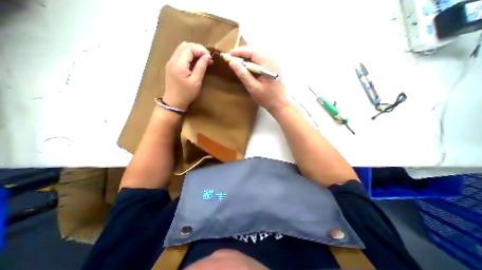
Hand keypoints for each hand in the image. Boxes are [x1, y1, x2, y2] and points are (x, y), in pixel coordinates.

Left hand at [163, 41, 211, 109]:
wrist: (174, 102)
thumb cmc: (186, 94)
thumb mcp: (196, 82)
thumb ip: (201, 67)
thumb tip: (207, 56)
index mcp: (179, 64)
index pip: (189, 48)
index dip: (201, 50)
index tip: (210, 57)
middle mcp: (173, 60)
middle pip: (185, 46)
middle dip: (197, 49)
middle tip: (207, 57)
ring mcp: (171, 62)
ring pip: (182, 49)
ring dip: (193, 51)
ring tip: (203, 59)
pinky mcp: (171, 66)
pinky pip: (180, 55)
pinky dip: (189, 55)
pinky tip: (195, 62)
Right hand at [228, 48, 286, 114]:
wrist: (279, 105)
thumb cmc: (266, 98)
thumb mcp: (253, 88)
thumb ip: (243, 74)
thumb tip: (232, 62)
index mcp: (268, 65)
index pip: (253, 52)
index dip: (240, 51)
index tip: (229, 54)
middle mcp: (272, 61)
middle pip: (256, 51)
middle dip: (244, 52)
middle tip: (233, 57)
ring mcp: (274, 64)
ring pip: (259, 54)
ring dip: (248, 56)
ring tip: (239, 61)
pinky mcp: (274, 68)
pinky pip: (262, 59)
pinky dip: (254, 60)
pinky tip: (248, 66)